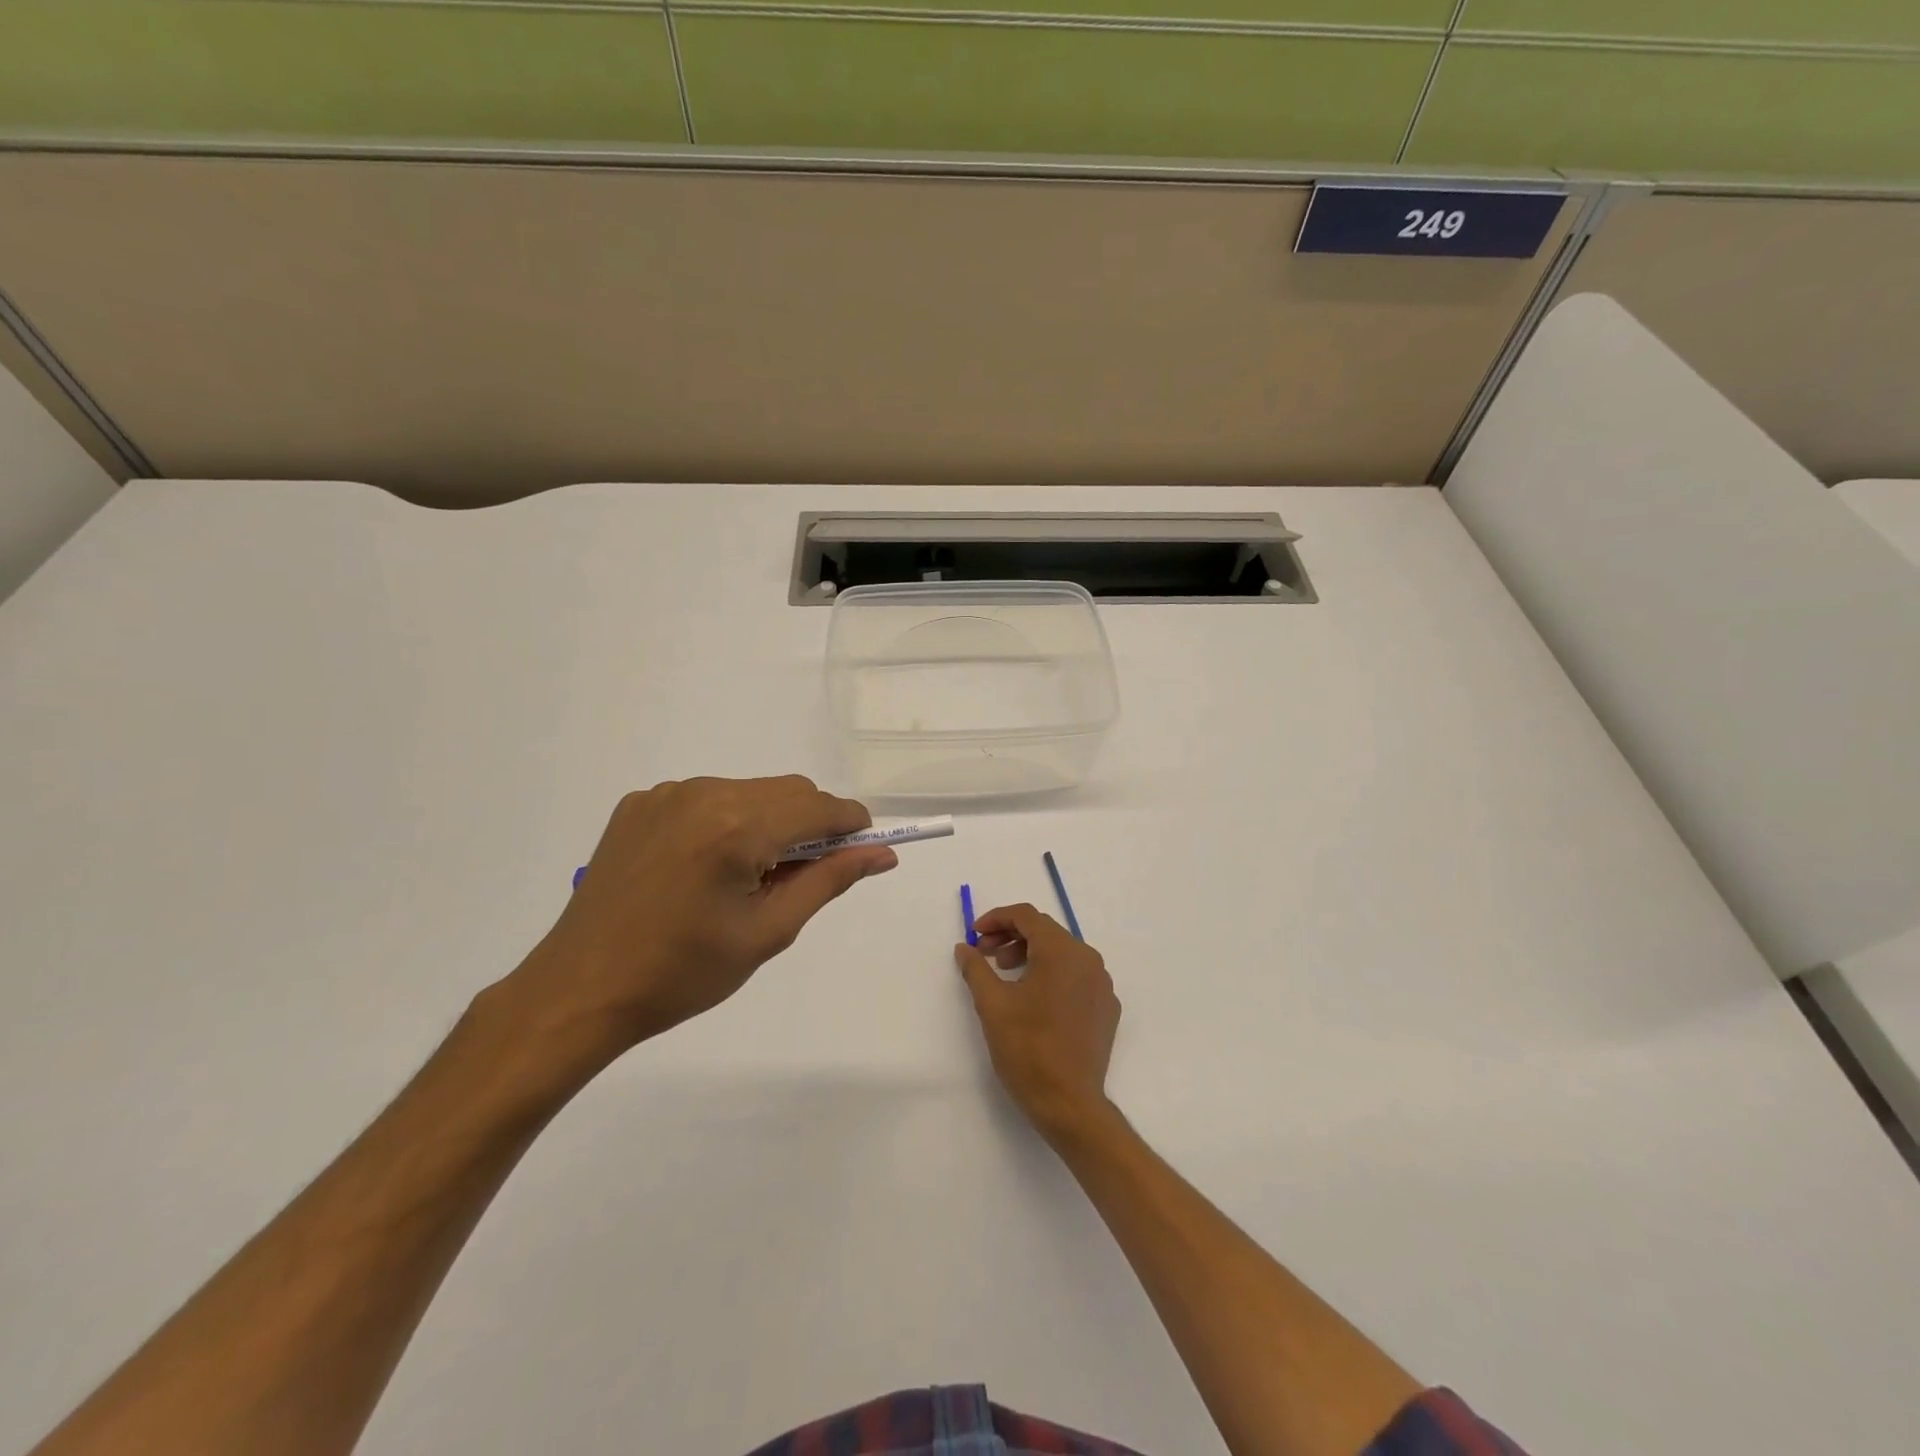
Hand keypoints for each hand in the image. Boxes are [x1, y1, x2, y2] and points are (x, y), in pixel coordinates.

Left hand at [508, 776, 896, 1055]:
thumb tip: (881, 854)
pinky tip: (706, 867)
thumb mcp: (768, 932)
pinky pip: (707, 797)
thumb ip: (829, 881)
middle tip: (803, 876)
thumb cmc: (683, 973)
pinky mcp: (640, 803)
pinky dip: (727, 821)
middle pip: (788, 791)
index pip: (820, 806)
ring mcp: (666, 794)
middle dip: (812, 824)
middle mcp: (703, 793)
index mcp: (737, 828)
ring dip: (769, 821)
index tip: (862, 851)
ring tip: (749, 877)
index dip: (851, 825)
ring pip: (749, 791)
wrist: (581, 990)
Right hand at [955, 903, 1120, 1143]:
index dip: (996, 919)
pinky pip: (1077, 976)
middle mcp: (1088, 959)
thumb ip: (976, 968)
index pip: (1027, 916)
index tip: (974, 935)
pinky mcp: (1107, 1007)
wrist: (1069, 1103)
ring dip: (1031, 954)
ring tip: (1005, 975)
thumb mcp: (992, 1005)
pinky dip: (1052, 975)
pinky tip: (1034, 998)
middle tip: (984, 954)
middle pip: (1046, 932)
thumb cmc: (1027, 1049)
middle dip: (1011, 937)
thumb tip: (965, 948)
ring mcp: (1102, 984)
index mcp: (1061, 951)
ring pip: (1063, 953)